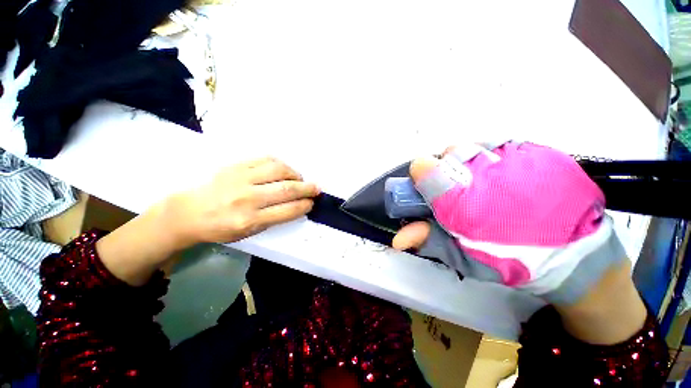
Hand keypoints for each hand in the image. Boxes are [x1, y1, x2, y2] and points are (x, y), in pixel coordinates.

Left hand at [97, 157, 318, 285]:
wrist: (187, 212)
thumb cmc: (220, 227)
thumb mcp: (247, 233)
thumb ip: (273, 218)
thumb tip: (295, 205)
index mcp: (250, 220)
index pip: (287, 211)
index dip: (304, 205)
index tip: (312, 203)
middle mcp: (247, 199)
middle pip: (287, 190)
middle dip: (307, 189)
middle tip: (317, 188)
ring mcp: (241, 179)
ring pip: (278, 170)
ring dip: (295, 174)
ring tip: (299, 179)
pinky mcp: (235, 166)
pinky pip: (265, 160)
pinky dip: (280, 164)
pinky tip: (284, 169)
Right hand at [393, 142, 625, 305]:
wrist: (574, 257)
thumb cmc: (509, 260)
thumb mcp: (461, 256)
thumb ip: (427, 240)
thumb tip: (397, 238)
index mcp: (459, 199)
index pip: (422, 165)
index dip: (420, 175)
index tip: (429, 188)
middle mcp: (482, 172)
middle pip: (448, 152)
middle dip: (448, 170)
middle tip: (461, 189)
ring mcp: (515, 157)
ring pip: (474, 145)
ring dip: (471, 162)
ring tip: (485, 182)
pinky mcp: (540, 151)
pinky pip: (502, 145)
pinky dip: (496, 158)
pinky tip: (508, 177)